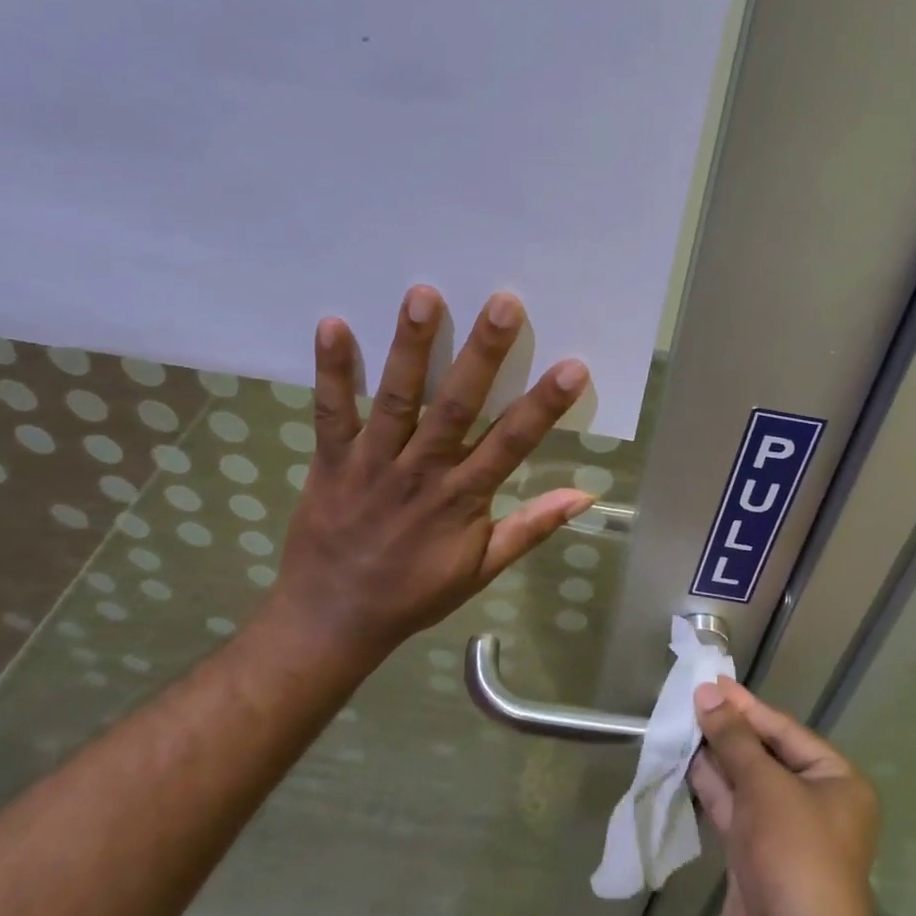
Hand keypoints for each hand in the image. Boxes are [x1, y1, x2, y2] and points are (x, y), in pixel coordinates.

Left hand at [268, 284, 592, 667]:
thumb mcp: (481, 569)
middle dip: (481, 355)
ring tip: (424, 295)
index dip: (543, 406)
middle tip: (503, 303)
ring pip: (397, 399)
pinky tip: (333, 324)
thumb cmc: (413, 594)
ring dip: (410, 348)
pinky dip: (331, 371)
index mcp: (462, 499)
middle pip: (456, 407)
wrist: (332, 621)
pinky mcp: (330, 461)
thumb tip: (585, 496)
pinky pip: (331, 413)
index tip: (572, 366)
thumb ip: (530, 528)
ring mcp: (373, 464)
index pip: (511, 444)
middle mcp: (422, 472)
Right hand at [690, 678, 887, 915]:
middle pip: (763, 753)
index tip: (710, 681)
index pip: (783, 730)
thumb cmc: (795, 856)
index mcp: (834, 779)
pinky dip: (708, 786)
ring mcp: (781, 830)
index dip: (745, 706)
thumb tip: (708, 693)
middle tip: (687, 699)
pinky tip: (681, 762)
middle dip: (726, 729)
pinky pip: (730, 808)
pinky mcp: (753, 854)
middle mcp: (811, 800)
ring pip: (742, 780)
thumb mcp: (766, 787)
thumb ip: (734, 739)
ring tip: (677, 723)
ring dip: (712, 755)